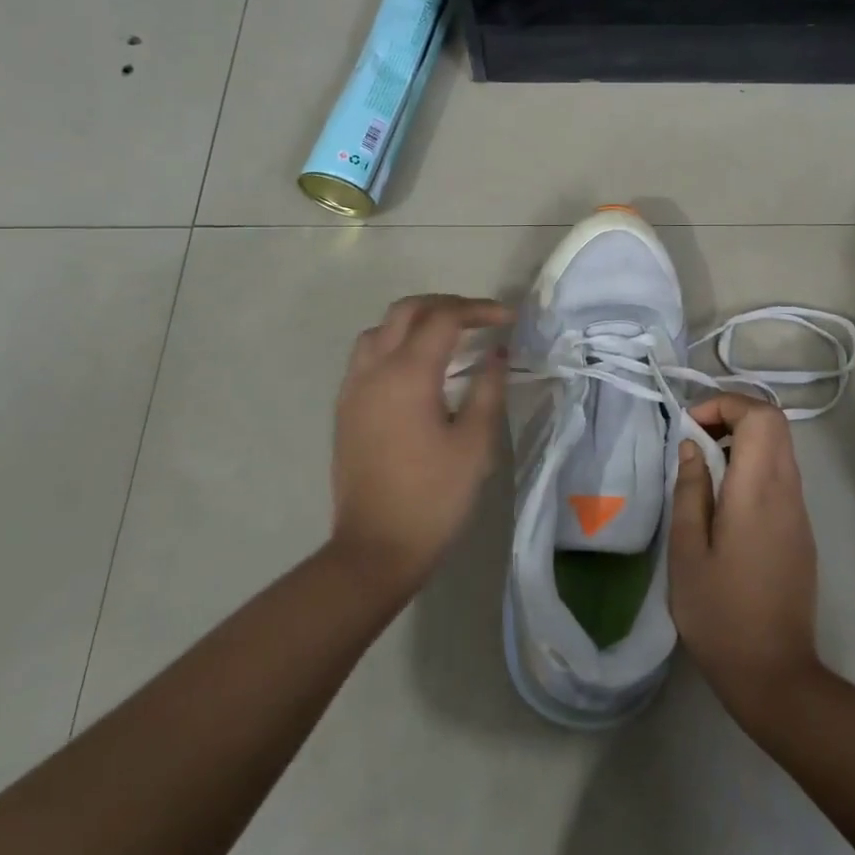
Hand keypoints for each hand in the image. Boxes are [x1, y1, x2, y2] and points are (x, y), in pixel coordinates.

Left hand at [330, 294, 509, 595]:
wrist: (375, 549)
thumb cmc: (434, 498)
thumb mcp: (474, 444)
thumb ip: (488, 389)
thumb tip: (496, 353)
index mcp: (408, 375)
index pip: (444, 319)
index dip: (479, 310)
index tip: (508, 319)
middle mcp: (374, 370)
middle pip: (406, 311)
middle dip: (445, 305)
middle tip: (480, 318)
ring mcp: (353, 388)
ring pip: (381, 329)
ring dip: (415, 321)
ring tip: (448, 337)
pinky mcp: (346, 408)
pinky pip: (367, 354)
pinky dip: (395, 343)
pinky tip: (418, 368)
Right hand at [669, 394, 822, 724]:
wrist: (775, 673)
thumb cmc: (720, 614)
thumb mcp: (687, 551)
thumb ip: (690, 490)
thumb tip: (691, 447)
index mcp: (759, 490)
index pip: (760, 415)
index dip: (725, 405)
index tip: (689, 427)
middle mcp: (787, 491)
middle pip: (774, 424)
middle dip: (733, 416)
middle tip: (694, 440)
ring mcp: (799, 511)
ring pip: (779, 448)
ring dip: (742, 441)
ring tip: (703, 468)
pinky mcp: (801, 531)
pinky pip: (780, 476)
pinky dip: (752, 466)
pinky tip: (723, 501)